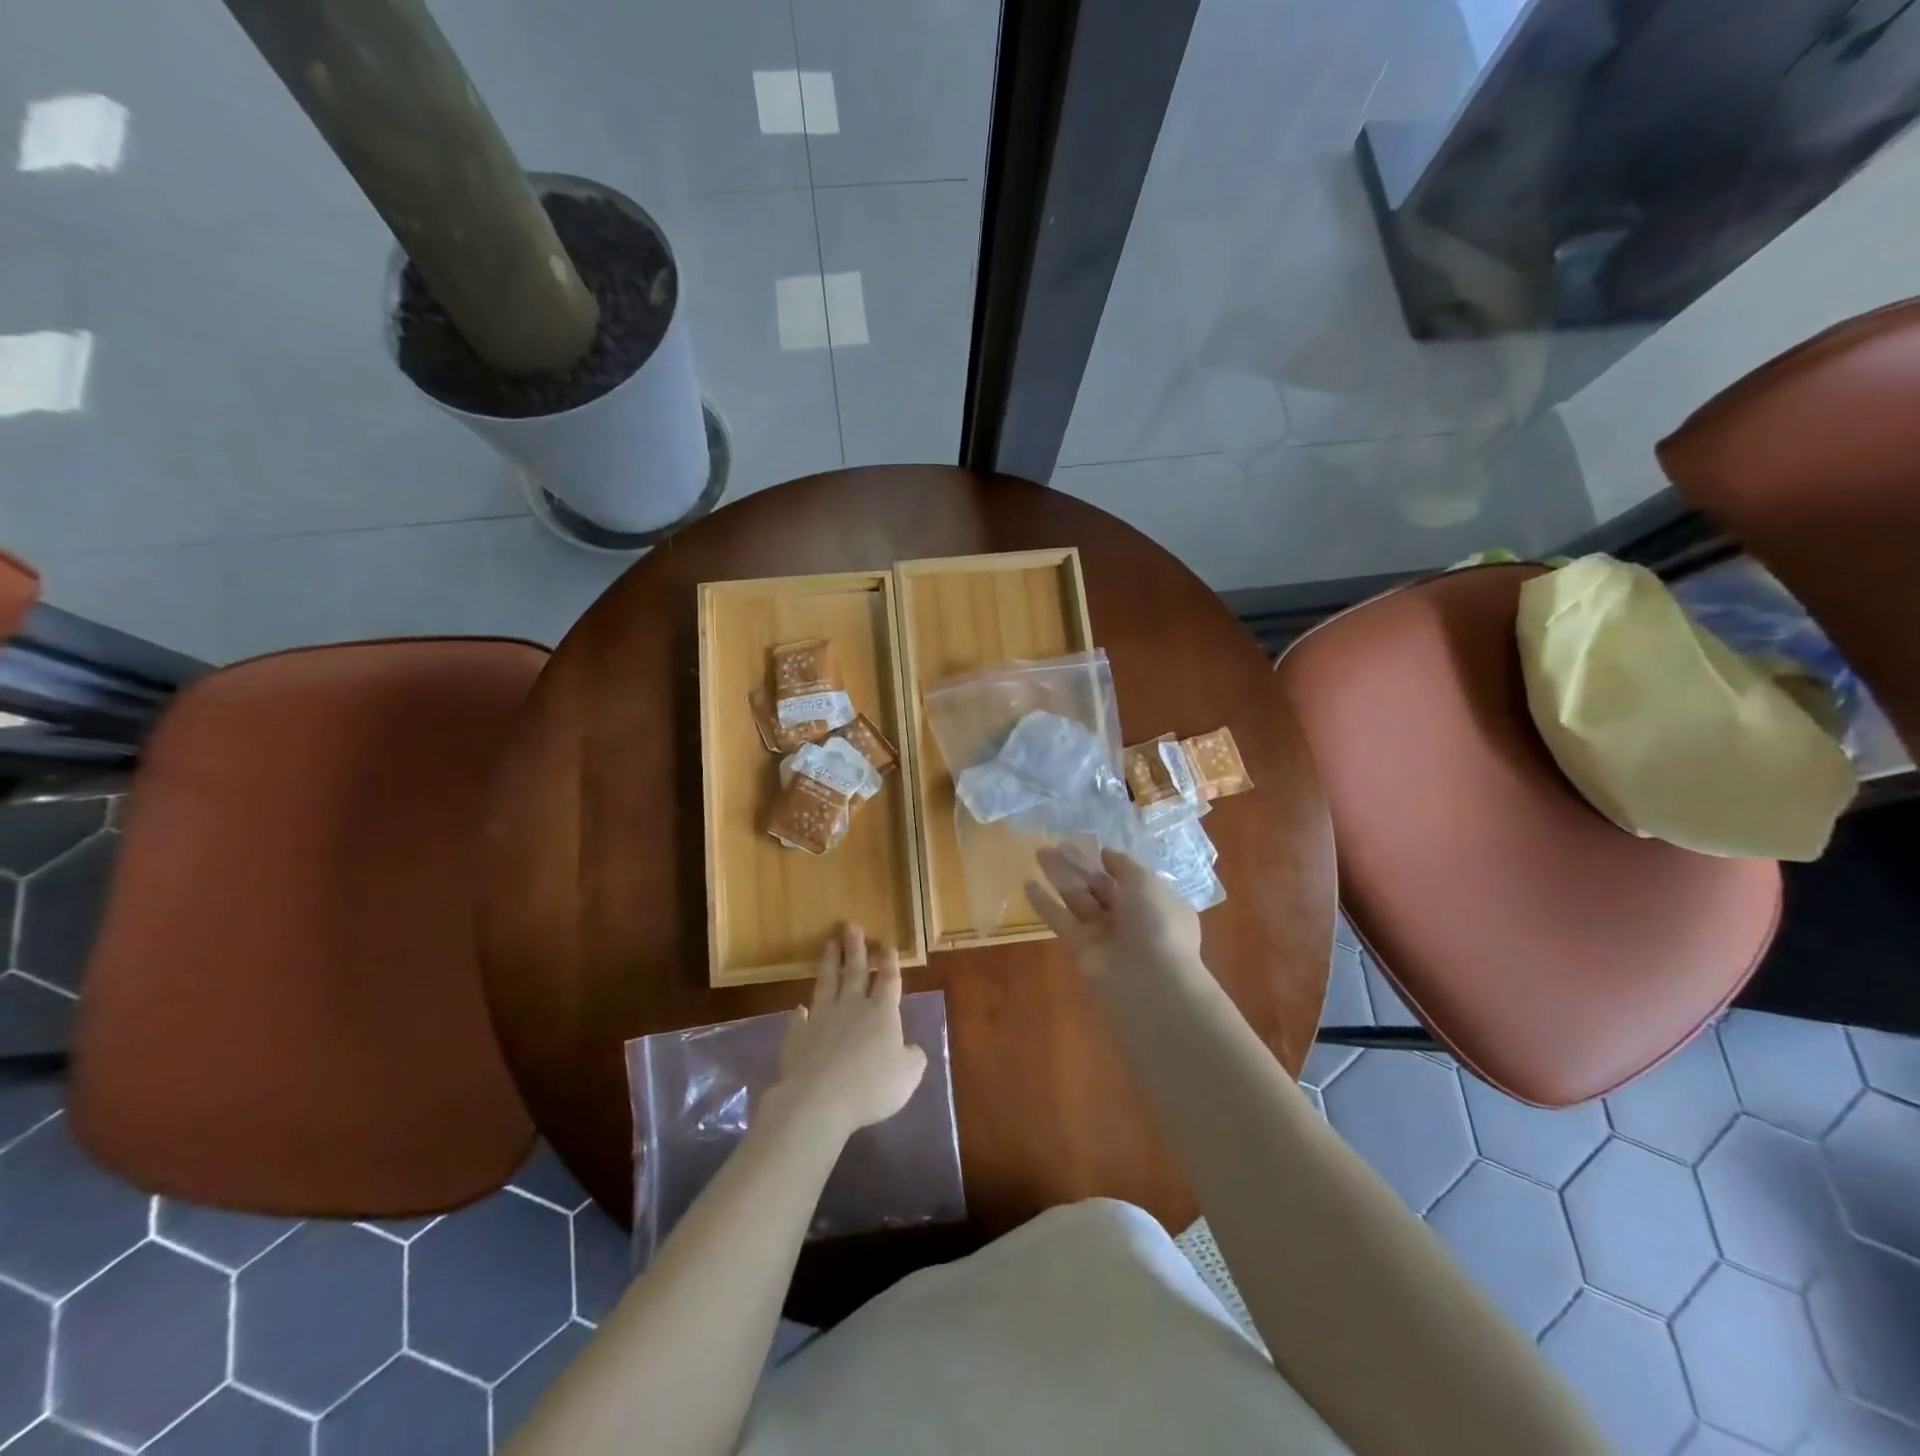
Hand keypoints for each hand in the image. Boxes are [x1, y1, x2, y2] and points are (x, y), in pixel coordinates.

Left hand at [773, 923, 928, 1137]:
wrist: (820, 1099)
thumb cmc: (872, 1086)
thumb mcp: (908, 1075)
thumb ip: (913, 1058)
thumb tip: (912, 1048)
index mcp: (882, 1013)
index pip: (888, 980)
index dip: (889, 961)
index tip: (886, 942)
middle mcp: (852, 1008)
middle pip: (855, 972)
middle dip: (855, 948)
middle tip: (850, 925)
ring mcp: (822, 1019)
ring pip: (827, 984)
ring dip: (829, 963)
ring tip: (829, 943)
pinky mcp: (798, 1037)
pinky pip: (799, 1020)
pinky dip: (800, 1013)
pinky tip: (800, 1007)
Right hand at [1024, 844, 1201, 980]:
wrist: (1152, 981)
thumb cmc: (1157, 924)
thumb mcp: (1146, 883)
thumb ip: (1124, 867)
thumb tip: (1107, 854)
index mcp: (1152, 900)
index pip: (1126, 876)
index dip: (1106, 860)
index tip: (1085, 842)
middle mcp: (1129, 916)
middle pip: (1099, 886)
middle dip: (1079, 865)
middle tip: (1055, 844)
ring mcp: (1105, 934)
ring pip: (1078, 899)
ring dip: (1060, 877)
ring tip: (1039, 853)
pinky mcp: (1082, 949)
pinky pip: (1062, 921)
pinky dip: (1046, 905)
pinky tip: (1028, 885)